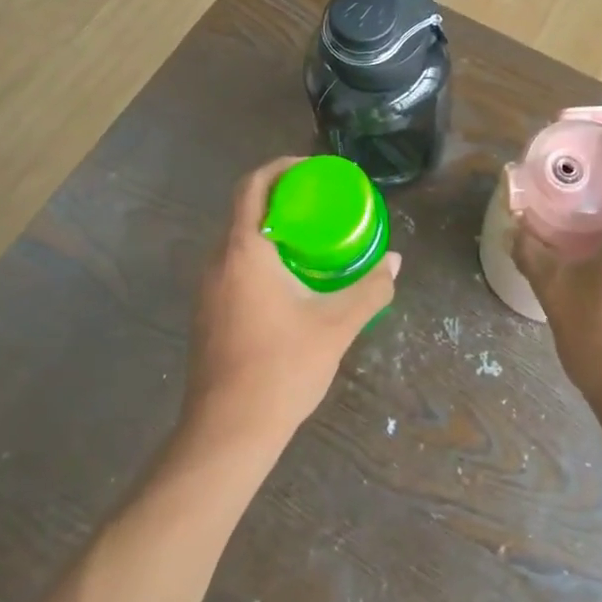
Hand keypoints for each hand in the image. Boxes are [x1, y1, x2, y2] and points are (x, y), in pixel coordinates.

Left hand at [184, 157, 398, 448]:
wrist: (226, 434)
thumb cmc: (281, 369)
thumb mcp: (336, 325)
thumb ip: (370, 289)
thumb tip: (394, 262)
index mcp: (244, 251)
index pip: (252, 185)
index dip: (280, 167)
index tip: (312, 168)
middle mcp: (218, 261)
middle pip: (244, 209)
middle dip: (280, 197)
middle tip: (319, 202)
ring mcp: (206, 289)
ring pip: (238, 239)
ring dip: (270, 228)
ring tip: (310, 237)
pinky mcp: (206, 313)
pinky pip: (233, 265)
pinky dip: (260, 255)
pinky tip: (289, 279)